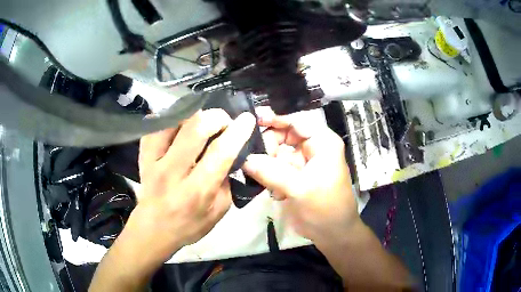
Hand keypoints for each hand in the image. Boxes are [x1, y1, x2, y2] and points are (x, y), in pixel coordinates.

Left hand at [116, 109, 255, 271]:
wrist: (154, 229)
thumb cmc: (189, 225)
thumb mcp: (219, 211)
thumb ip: (227, 182)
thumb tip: (231, 153)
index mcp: (197, 190)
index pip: (220, 152)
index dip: (237, 131)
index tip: (247, 119)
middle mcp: (173, 172)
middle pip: (196, 128)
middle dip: (217, 117)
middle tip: (224, 122)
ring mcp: (153, 160)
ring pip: (175, 120)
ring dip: (195, 115)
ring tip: (203, 122)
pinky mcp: (143, 154)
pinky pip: (157, 125)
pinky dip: (173, 118)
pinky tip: (182, 123)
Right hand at [243, 111, 359, 246]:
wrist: (333, 233)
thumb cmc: (324, 209)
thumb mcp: (299, 189)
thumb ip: (271, 172)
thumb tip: (244, 158)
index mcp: (323, 143)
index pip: (297, 121)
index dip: (275, 119)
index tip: (252, 121)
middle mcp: (315, 147)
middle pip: (286, 135)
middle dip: (270, 147)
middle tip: (256, 161)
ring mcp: (306, 161)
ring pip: (280, 152)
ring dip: (270, 165)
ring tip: (268, 182)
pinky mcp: (298, 175)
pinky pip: (279, 167)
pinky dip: (273, 176)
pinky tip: (277, 193)